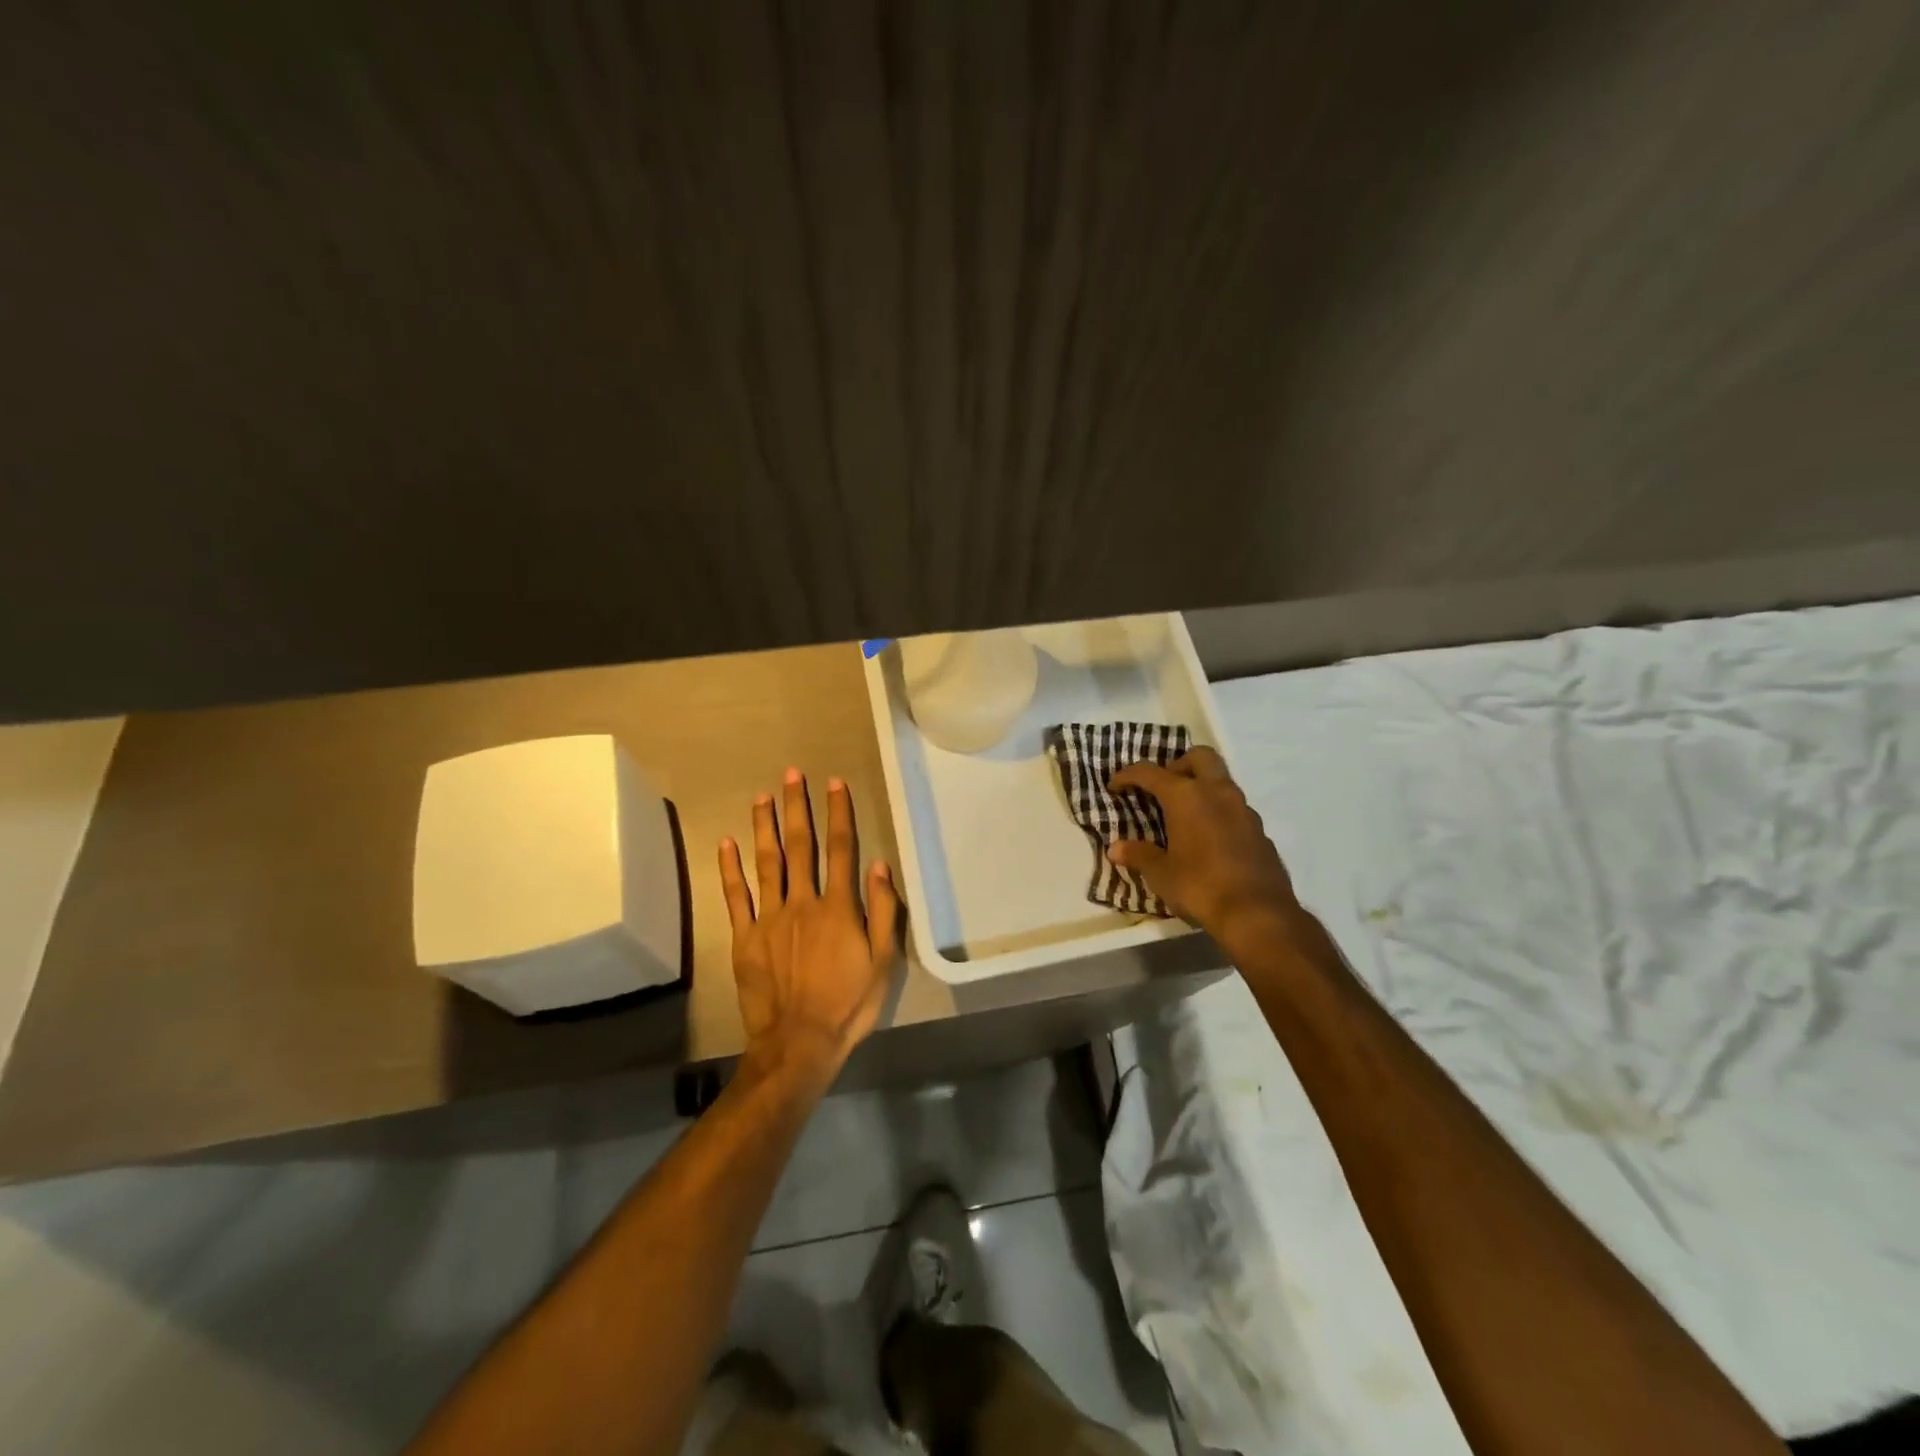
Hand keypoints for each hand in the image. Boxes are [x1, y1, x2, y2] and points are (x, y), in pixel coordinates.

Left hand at [719, 769, 901, 1087]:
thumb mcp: (883, 962)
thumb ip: (882, 911)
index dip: (838, 814)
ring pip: (766, 863)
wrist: (799, 1043)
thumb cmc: (848, 1003)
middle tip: (791, 775)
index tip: (834, 784)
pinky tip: (726, 843)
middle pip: (800, 846)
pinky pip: (736, 897)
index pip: (840, 849)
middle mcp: (802, 902)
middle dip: (796, 808)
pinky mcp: (745, 938)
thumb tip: (878, 864)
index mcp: (837, 907)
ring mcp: (769, 918)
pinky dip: (730, 869)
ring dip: (764, 826)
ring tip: (762, 796)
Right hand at [1107, 747, 1299, 946]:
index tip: (1115, 785)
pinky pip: (1235, 809)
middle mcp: (1217, 793)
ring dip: (1202, 788)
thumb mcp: (1161, 874)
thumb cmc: (1200, 886)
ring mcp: (1244, 810)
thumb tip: (1115, 849)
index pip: (1151, 772)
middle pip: (1199, 757)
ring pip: (1221, 781)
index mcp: (1187, 796)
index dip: (1128, 775)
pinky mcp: (1260, 831)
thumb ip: (1138, 855)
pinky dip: (1218, 813)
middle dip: (1178, 764)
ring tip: (1184, 816)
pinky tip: (1209, 840)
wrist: (1258, 914)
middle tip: (1163, 787)